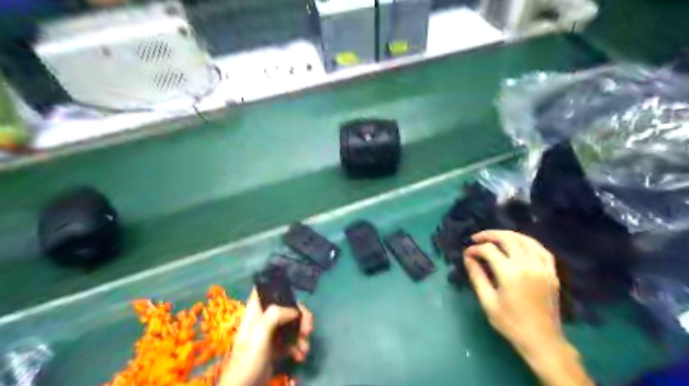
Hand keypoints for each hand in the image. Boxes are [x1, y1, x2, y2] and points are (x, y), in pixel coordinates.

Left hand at [219, 290, 313, 385]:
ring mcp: (270, 335)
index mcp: (255, 313)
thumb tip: (295, 310)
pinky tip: (301, 355)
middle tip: (308, 328)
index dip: (276, 287)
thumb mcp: (260, 334)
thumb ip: (275, 316)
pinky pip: (291, 342)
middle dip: (300, 316)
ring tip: (306, 346)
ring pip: (290, 325)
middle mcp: (262, 321)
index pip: (262, 291)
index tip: (292, 293)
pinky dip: (298, 347)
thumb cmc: (248, 359)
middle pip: (285, 308)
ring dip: (301, 334)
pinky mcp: (275, 349)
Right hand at [465, 232, 595, 385]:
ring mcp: (542, 267)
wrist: (541, 340)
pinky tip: (519, 243)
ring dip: (508, 235)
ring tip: (494, 236)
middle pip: (508, 239)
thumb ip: (477, 276)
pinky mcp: (551, 272)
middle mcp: (527, 265)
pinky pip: (541, 250)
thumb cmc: (510, 323)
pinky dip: (528, 242)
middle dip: (489, 235)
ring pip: (525, 240)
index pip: (489, 250)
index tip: (467, 254)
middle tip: (476, 238)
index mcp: (510, 273)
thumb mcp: (488, 301)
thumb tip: (468, 258)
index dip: (475, 249)